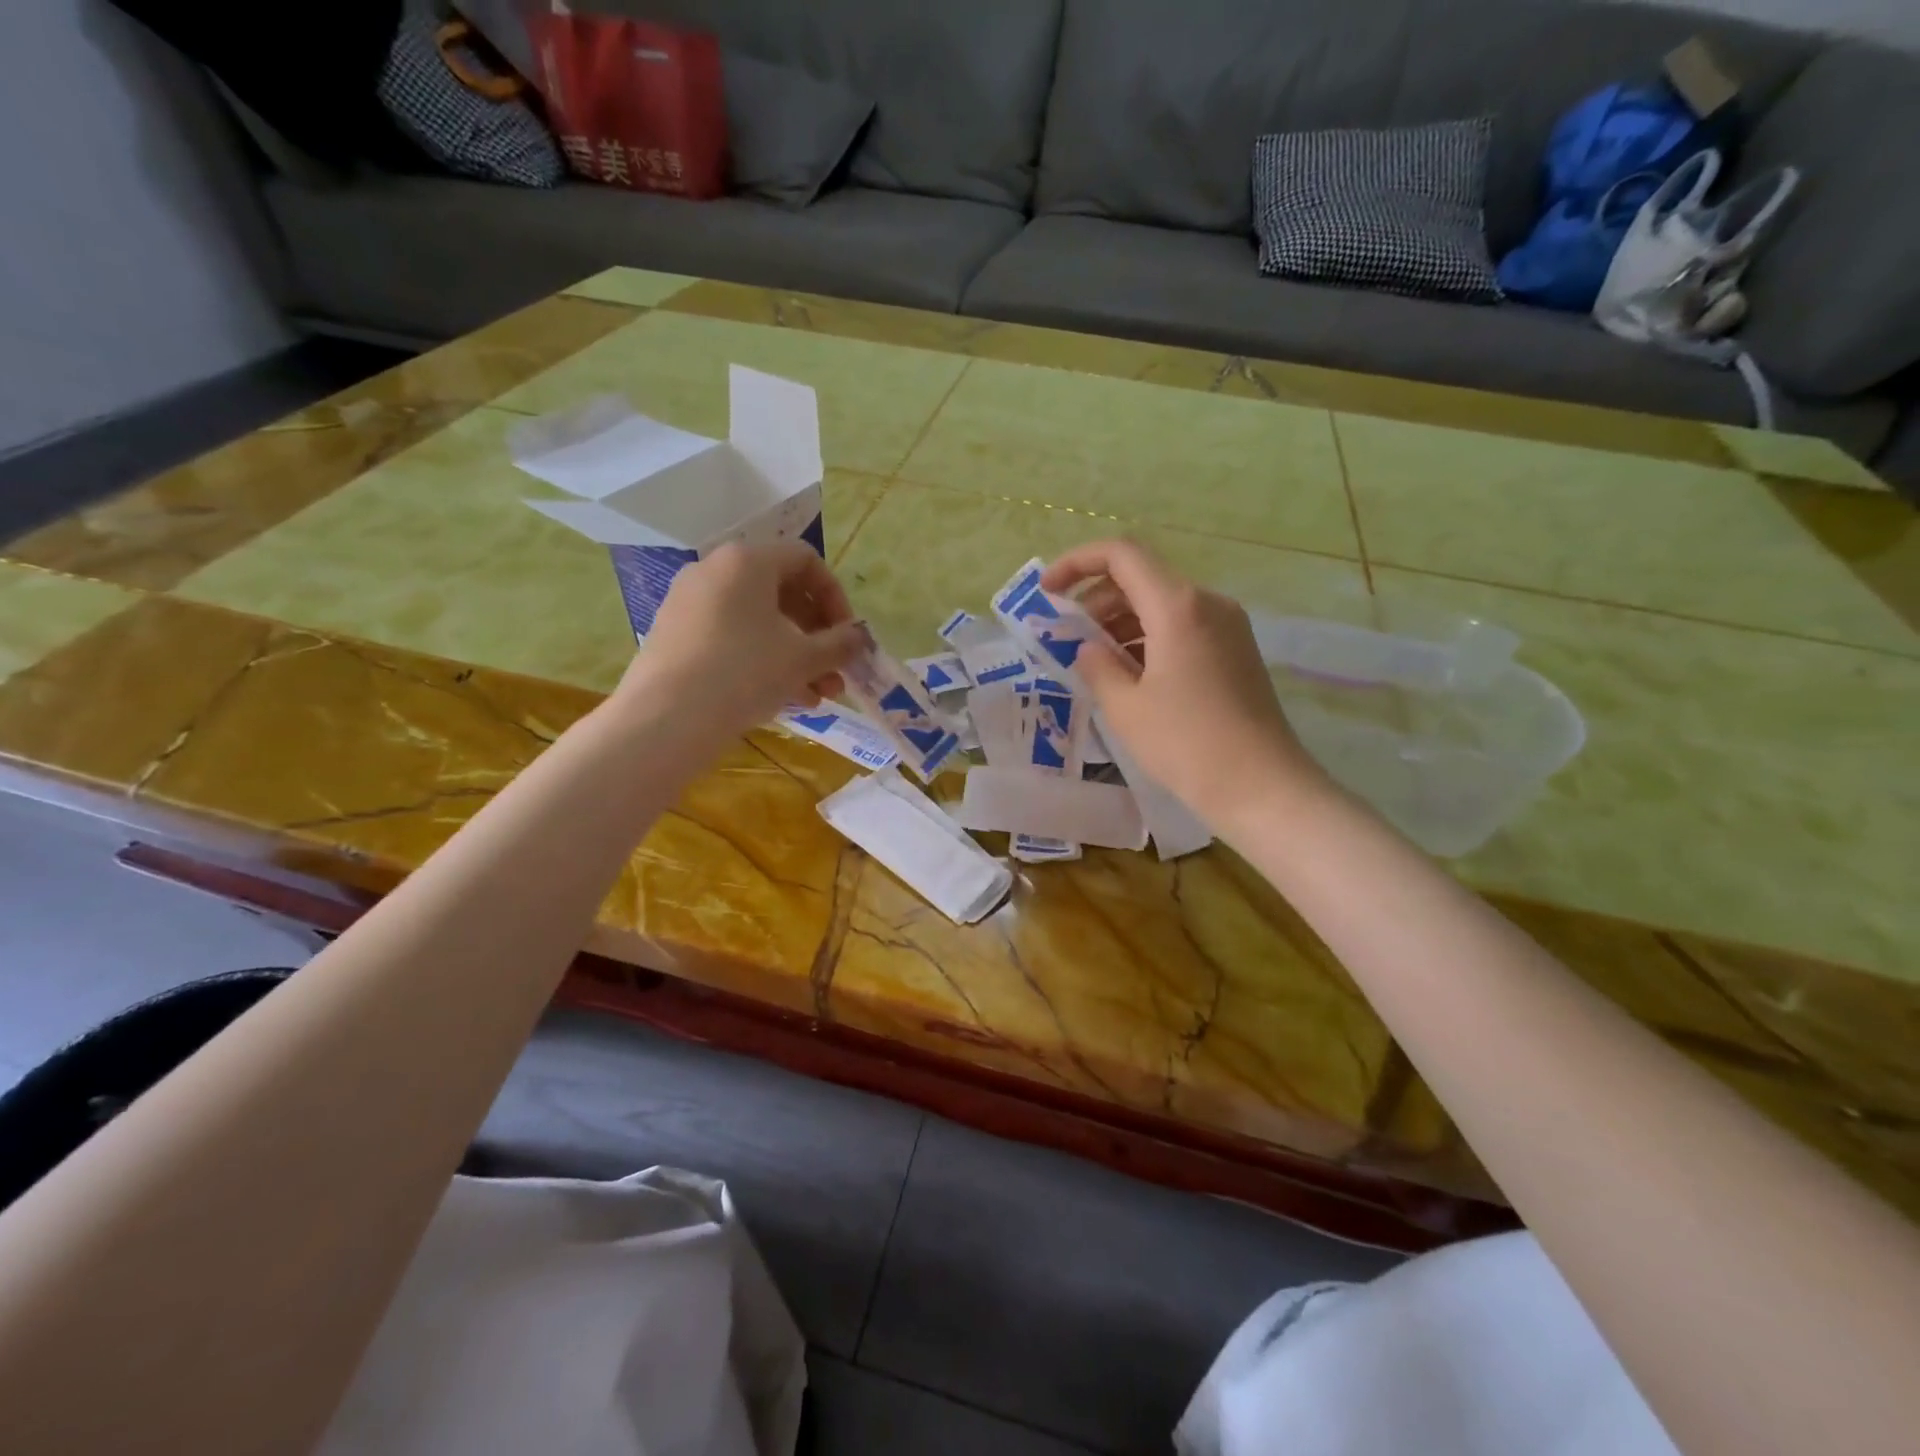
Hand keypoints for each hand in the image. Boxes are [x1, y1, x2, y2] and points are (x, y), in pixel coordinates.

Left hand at [619, 540, 866, 735]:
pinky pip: (731, 637)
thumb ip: (839, 644)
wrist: (666, 718)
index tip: (847, 636)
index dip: (836, 597)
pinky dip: (761, 659)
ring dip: (794, 655)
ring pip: (758, 621)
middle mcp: (714, 570)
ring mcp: (689, 602)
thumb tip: (858, 638)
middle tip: (836, 672)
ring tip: (816, 696)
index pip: (806, 560)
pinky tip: (782, 698)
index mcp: (747, 561)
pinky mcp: (675, 634)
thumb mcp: (803, 659)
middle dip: (817, 636)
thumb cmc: (744, 673)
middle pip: (782, 593)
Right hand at [1042, 539, 1330, 828]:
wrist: (1261, 785)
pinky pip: (1182, 626)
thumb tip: (1088, 649)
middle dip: (1096, 599)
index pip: (1121, 555)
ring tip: (1094, 660)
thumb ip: (1097, 666)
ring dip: (1121, 621)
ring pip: (1162, 603)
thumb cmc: (1186, 743)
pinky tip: (1129, 673)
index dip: (1076, 563)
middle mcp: (1207, 602)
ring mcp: (1227, 625)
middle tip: (1067, 637)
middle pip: (1141, 577)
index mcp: (1178, 606)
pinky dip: (1148, 637)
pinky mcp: (1235, 649)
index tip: (1047, 591)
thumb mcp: (1126, 707)